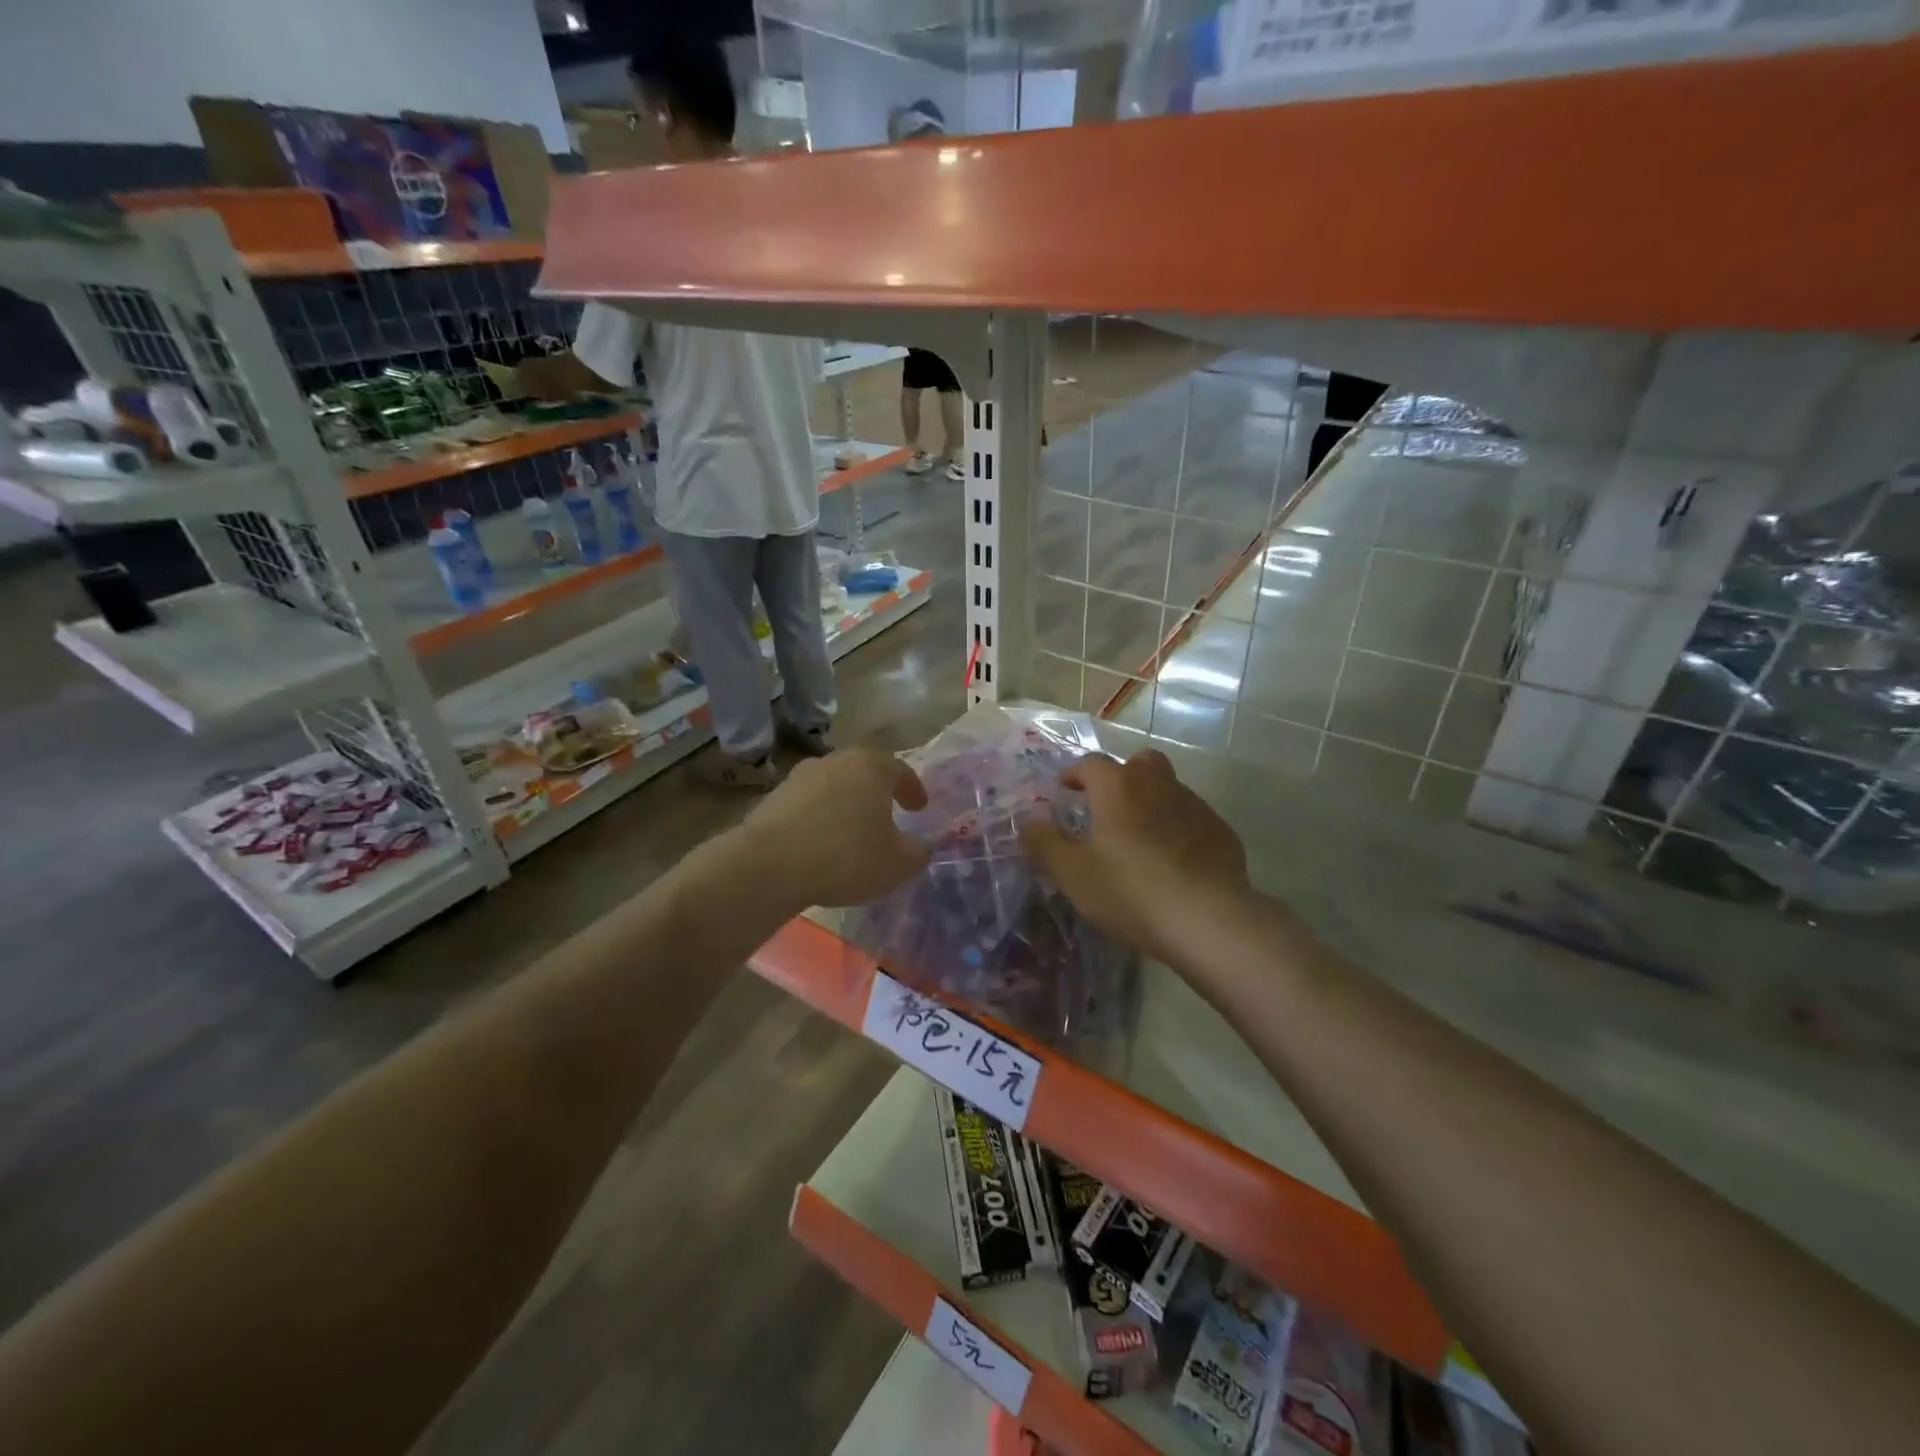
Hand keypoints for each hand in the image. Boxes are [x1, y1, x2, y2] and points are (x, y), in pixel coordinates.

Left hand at [738, 748, 930, 909]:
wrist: (768, 865)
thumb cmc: (845, 857)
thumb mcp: (897, 863)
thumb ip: (918, 851)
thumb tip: (923, 845)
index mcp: (872, 767)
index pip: (901, 771)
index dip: (913, 790)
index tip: (919, 808)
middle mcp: (837, 761)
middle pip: (865, 771)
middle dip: (878, 791)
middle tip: (888, 812)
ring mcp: (801, 775)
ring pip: (835, 784)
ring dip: (847, 802)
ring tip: (852, 829)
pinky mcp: (775, 795)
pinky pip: (809, 803)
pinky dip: (820, 816)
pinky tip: (821, 840)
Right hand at [1022, 749, 1248, 966]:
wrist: (1207, 918)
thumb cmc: (1129, 890)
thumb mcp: (1073, 873)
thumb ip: (1045, 844)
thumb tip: (1028, 824)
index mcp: (1117, 787)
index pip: (1090, 764)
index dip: (1075, 774)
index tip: (1066, 788)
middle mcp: (1157, 784)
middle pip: (1139, 762)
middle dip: (1121, 776)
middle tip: (1108, 804)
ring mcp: (1194, 805)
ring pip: (1168, 789)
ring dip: (1151, 802)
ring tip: (1140, 838)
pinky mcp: (1221, 831)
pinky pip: (1192, 819)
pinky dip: (1178, 829)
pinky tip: (1174, 861)